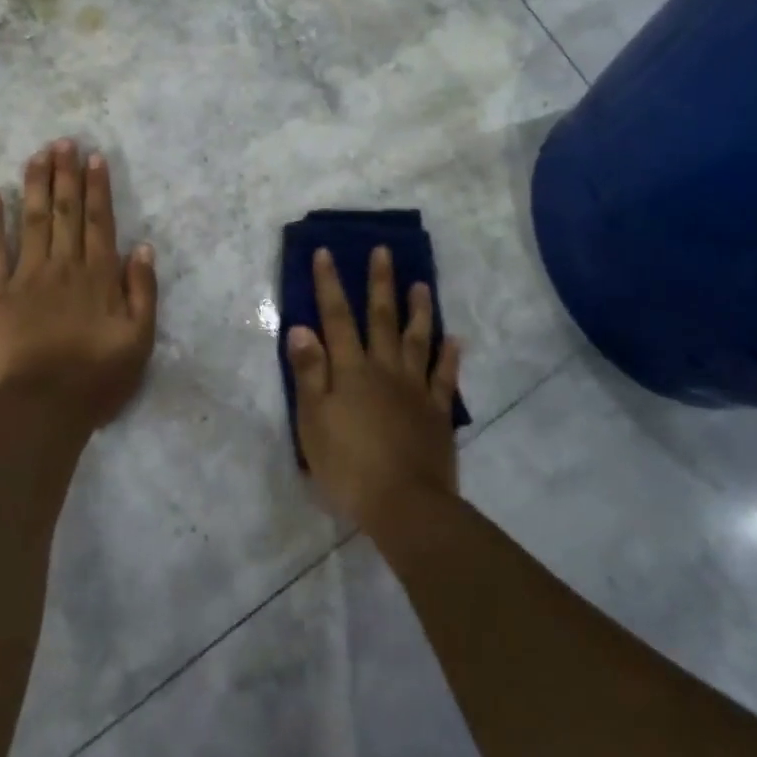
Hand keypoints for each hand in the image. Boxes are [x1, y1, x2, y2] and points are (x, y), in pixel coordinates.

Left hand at [0, 140, 158, 430]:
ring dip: (34, 185)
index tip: (93, 158)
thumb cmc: (95, 379)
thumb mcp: (139, 341)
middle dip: (65, 174)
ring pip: (31, 220)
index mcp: (98, 276)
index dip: (97, 188)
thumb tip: (143, 248)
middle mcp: (63, 266)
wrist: (40, 410)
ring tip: (36, 154)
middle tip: (62, 141)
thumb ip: (143, 292)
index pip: (99, 221)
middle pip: (65, 212)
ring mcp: (25, 277)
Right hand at [288, 246, 461, 530]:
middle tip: (383, 251)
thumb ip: (309, 372)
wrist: (405, 505)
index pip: (337, 317)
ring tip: (422, 284)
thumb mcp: (313, 421)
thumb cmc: (349, 465)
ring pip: (417, 339)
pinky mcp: (436, 412)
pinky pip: (444, 376)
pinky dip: (449, 355)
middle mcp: (384, 369)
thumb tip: (302, 326)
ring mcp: (415, 389)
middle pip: (381, 318)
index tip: (327, 252)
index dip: (330, 284)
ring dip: (419, 310)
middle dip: (380, 283)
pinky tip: (454, 339)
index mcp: (351, 370)